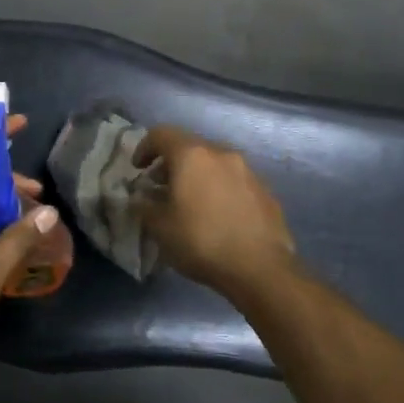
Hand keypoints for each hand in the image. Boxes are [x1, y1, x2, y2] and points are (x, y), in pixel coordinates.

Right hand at [134, 125, 296, 295]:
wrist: (261, 268)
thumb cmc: (201, 241)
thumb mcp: (160, 227)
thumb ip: (144, 206)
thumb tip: (140, 198)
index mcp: (192, 155)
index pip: (161, 134)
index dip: (144, 147)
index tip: (138, 169)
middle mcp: (221, 154)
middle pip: (189, 146)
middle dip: (170, 163)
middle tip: (160, 187)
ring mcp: (248, 171)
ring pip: (214, 163)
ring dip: (196, 176)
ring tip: (188, 202)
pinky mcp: (265, 191)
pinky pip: (233, 180)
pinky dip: (218, 188)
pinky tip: (216, 216)